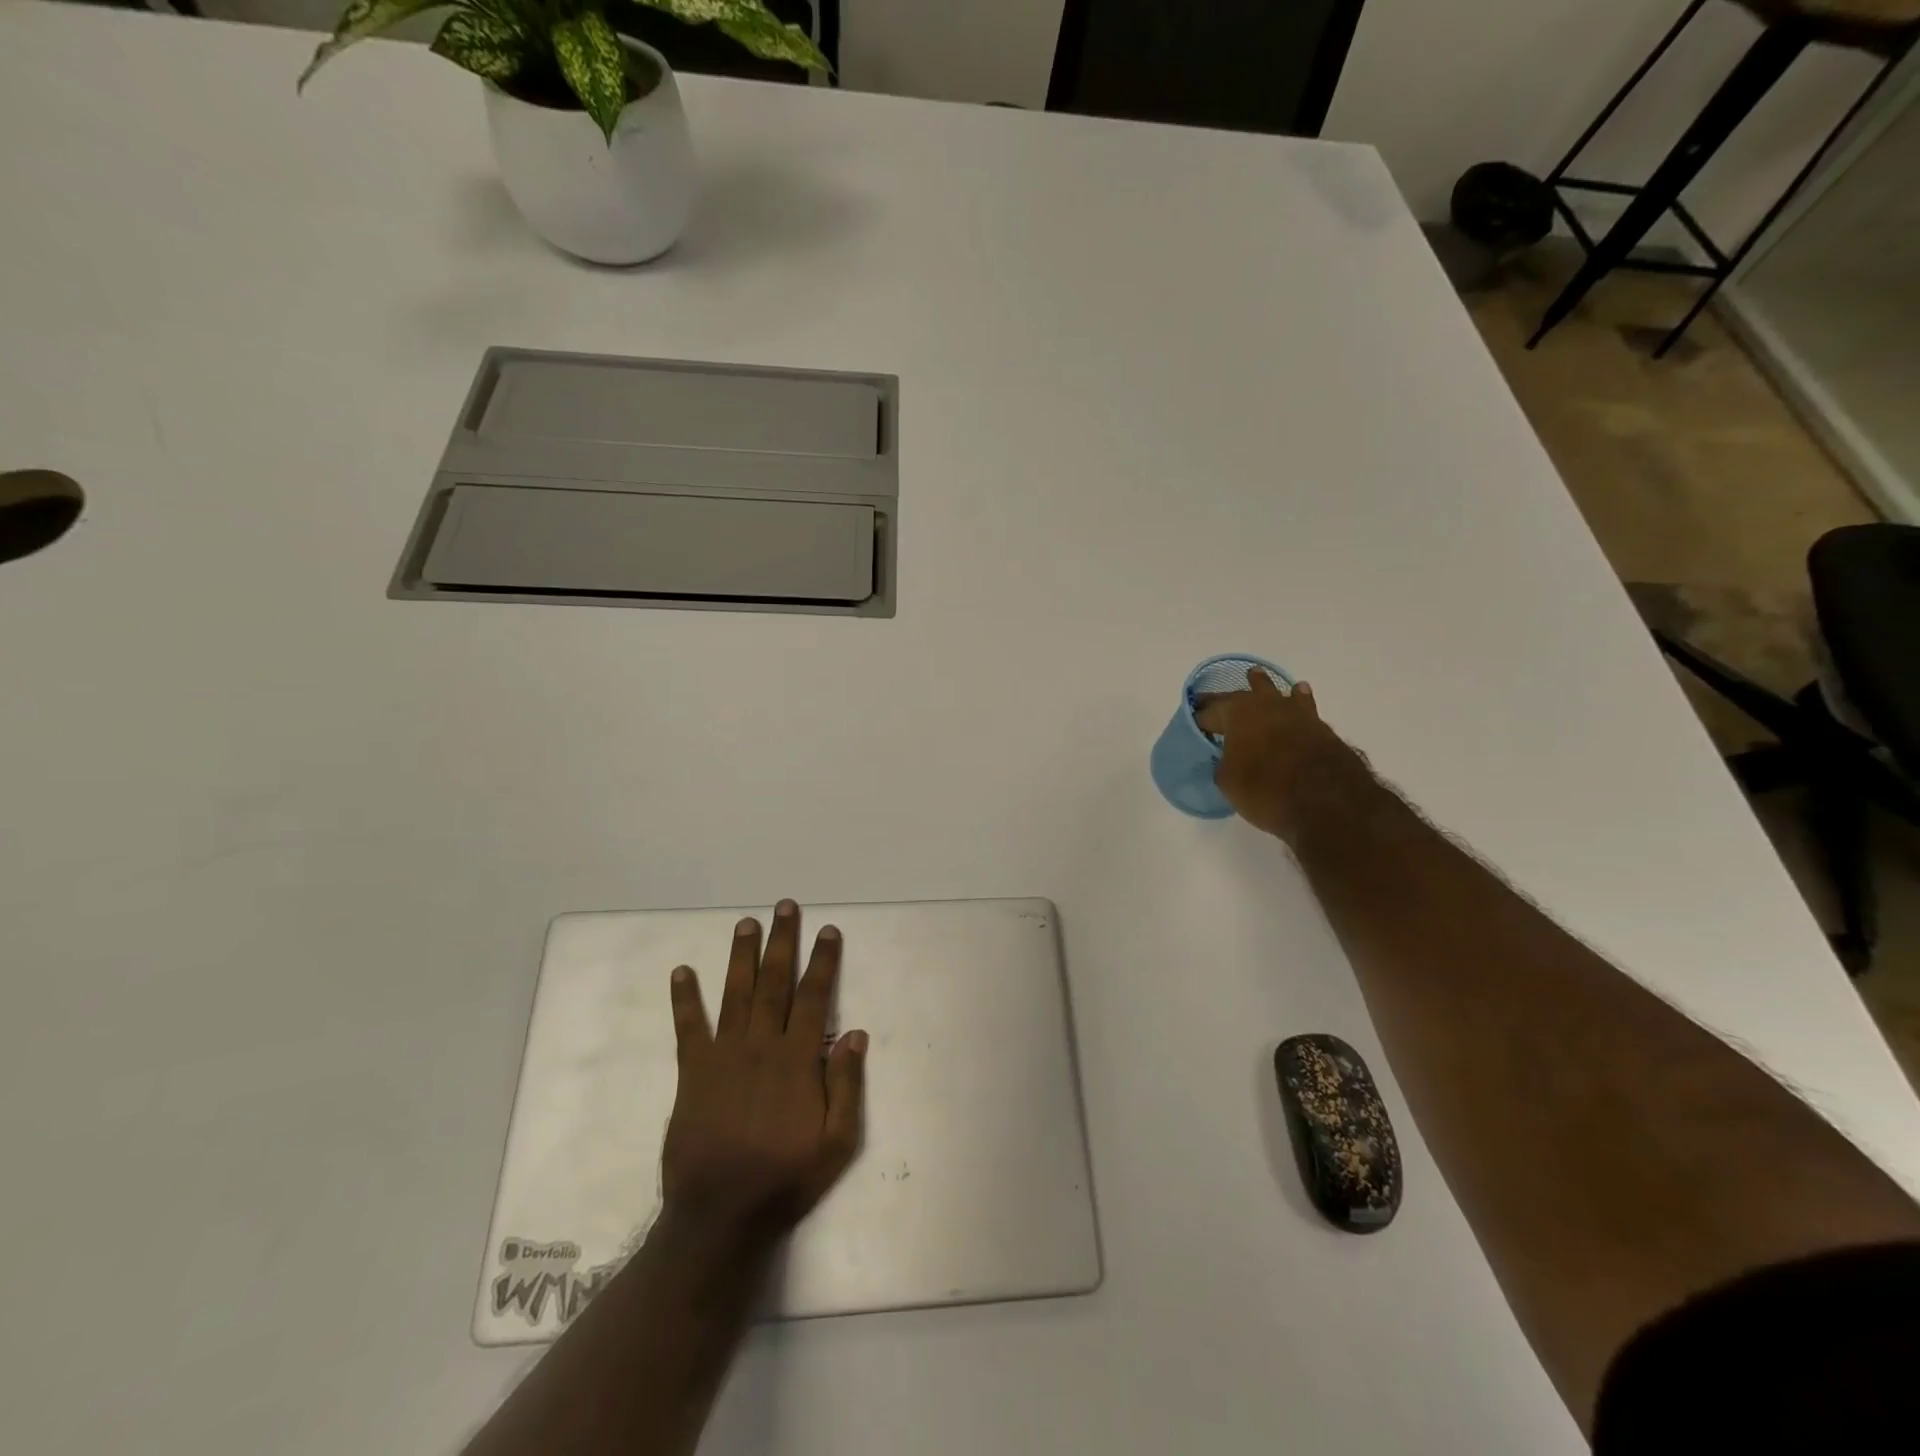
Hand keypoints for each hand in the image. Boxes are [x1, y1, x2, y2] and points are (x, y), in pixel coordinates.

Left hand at [662, 900, 867, 1240]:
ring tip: (746, 923)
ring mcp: (723, 1056)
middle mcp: (761, 1045)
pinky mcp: (692, 1073)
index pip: (814, 997)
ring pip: (735, 993)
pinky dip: (684, 999)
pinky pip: (688, 1028)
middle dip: (782, 941)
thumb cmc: (784, 1180)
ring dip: (741, 956)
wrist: (719, 1216)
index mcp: (797, 1059)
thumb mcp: (836, 1144)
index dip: (822, 961)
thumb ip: (847, 1086)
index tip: (827, 931)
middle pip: (774, 982)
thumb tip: (856, 1034)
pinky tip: (681, 972)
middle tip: (785, 907)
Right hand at [1192, 676, 1366, 841]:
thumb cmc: (1265, 789)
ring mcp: (1297, 713)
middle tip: (1214, 702)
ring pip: (1276, 692)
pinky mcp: (1321, 727)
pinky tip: (1298, 695)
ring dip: (1264, 687)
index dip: (1200, 719)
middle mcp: (1266, 705)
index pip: (1210, 713)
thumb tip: (1227, 758)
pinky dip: (1296, 701)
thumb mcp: (1228, 782)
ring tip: (1257, 678)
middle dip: (1226, 699)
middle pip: (1241, 695)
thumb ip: (1223, 763)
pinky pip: (1302, 706)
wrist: (1327, 801)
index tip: (1194, 725)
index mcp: (1237, 713)